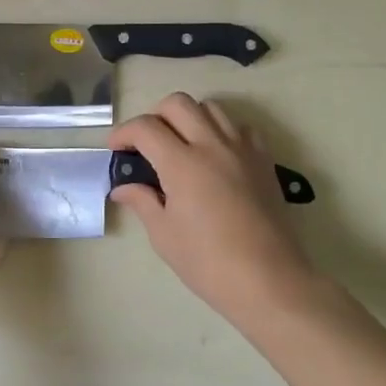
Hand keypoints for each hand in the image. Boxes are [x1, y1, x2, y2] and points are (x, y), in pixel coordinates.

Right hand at [109, 94, 320, 327]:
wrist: (270, 282)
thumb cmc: (209, 263)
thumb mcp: (164, 236)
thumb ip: (142, 202)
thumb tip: (123, 188)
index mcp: (182, 164)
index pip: (145, 127)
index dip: (124, 132)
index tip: (116, 149)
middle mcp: (212, 145)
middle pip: (178, 103)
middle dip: (155, 116)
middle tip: (147, 142)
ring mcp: (242, 150)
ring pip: (211, 107)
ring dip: (189, 117)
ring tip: (181, 144)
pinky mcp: (264, 160)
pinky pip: (240, 128)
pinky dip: (222, 131)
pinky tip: (216, 155)